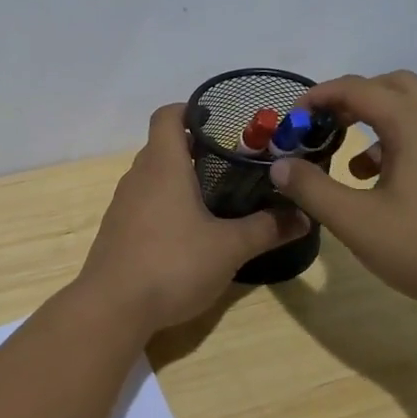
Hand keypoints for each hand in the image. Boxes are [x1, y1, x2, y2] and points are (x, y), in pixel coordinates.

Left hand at [76, 104, 308, 335]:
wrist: (112, 307)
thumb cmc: (173, 264)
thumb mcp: (229, 248)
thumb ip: (267, 228)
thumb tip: (304, 216)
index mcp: (163, 165)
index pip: (168, 115)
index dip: (192, 109)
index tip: (221, 122)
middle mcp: (138, 176)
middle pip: (163, 146)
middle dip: (196, 149)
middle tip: (233, 165)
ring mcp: (123, 204)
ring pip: (153, 177)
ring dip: (180, 180)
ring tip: (216, 199)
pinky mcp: (116, 231)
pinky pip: (144, 204)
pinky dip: (166, 206)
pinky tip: (188, 233)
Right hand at [266, 70, 416, 319]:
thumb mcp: (357, 222)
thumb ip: (312, 189)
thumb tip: (279, 165)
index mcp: (412, 123)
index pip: (356, 88)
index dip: (318, 97)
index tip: (292, 119)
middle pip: (391, 85)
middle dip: (352, 98)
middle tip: (323, 125)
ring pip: (413, 108)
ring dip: (376, 120)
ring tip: (349, 160)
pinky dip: (399, 140)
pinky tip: (384, 182)